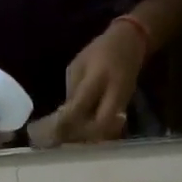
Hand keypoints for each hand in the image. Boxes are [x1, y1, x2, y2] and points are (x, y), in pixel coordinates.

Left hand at [58, 23, 146, 143]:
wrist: (131, 43)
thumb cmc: (100, 51)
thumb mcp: (79, 64)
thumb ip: (73, 90)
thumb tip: (64, 114)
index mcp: (99, 76)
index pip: (80, 104)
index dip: (65, 119)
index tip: (50, 129)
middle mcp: (114, 92)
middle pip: (100, 125)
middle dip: (82, 135)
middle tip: (65, 138)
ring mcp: (123, 101)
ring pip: (107, 129)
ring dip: (90, 136)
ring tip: (73, 138)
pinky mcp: (125, 107)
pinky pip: (111, 125)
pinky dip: (97, 131)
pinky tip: (84, 132)